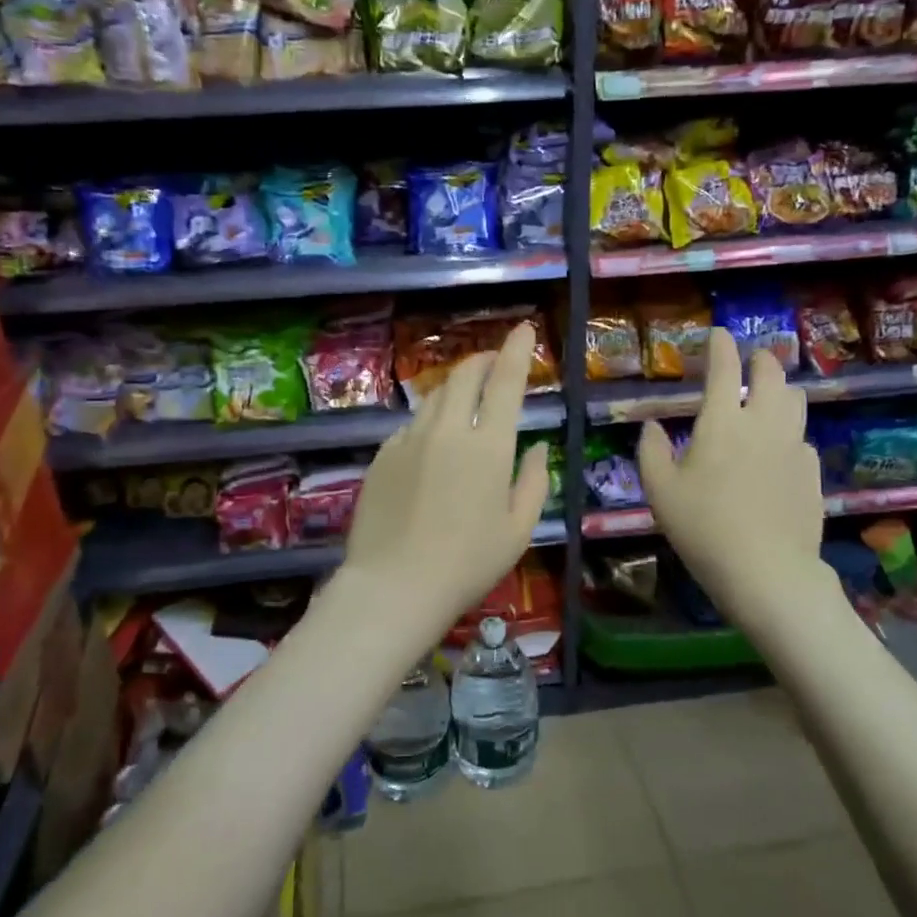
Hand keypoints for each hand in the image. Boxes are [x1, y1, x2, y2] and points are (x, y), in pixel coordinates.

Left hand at [342, 322, 550, 643]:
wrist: (394, 586)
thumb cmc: (467, 564)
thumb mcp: (518, 530)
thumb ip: (532, 482)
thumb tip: (535, 448)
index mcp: (488, 447)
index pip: (505, 382)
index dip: (517, 351)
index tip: (524, 329)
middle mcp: (447, 431)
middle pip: (463, 376)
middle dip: (482, 360)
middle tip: (493, 363)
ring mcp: (408, 440)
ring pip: (433, 397)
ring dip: (453, 389)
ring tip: (464, 400)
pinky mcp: (381, 456)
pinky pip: (409, 425)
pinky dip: (427, 421)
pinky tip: (431, 443)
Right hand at [636, 329, 830, 628]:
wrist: (766, 571)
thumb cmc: (703, 528)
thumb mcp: (659, 491)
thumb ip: (651, 451)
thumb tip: (652, 425)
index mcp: (723, 422)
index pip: (724, 368)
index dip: (720, 345)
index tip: (718, 334)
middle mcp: (763, 423)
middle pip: (771, 374)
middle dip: (760, 359)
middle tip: (750, 361)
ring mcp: (794, 446)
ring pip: (796, 401)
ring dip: (781, 389)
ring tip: (768, 397)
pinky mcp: (813, 472)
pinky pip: (803, 438)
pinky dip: (789, 432)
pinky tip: (778, 451)